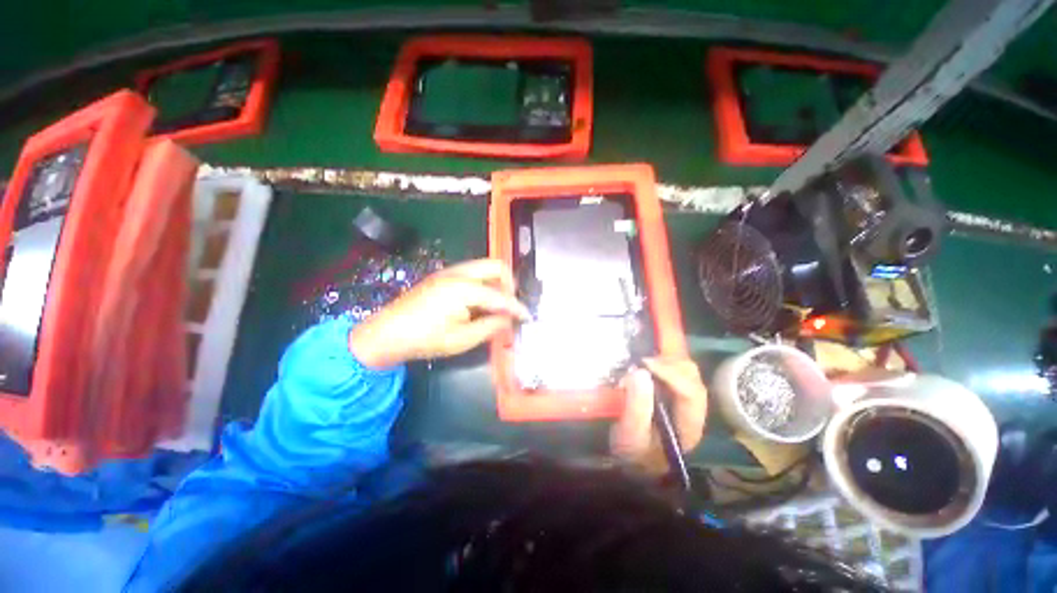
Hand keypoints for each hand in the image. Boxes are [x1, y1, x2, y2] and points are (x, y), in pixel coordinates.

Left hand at [350, 259, 529, 368]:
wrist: (387, 333)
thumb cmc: (425, 339)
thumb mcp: (462, 339)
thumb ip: (491, 326)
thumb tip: (509, 319)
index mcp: (464, 289)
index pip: (500, 296)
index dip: (517, 307)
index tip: (527, 317)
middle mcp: (459, 273)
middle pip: (496, 266)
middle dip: (509, 285)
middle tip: (510, 305)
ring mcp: (450, 271)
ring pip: (485, 267)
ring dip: (496, 283)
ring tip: (497, 306)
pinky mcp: (444, 275)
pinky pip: (474, 272)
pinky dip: (484, 283)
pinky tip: (479, 302)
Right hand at [610, 357, 708, 472]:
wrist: (633, 460)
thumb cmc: (634, 451)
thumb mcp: (631, 435)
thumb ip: (637, 407)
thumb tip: (639, 372)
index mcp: (689, 424)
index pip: (691, 393)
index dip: (671, 374)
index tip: (644, 364)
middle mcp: (692, 408)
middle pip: (692, 377)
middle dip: (669, 364)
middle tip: (641, 362)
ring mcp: (683, 397)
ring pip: (684, 370)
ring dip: (664, 361)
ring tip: (640, 363)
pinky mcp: (671, 390)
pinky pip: (672, 369)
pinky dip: (659, 362)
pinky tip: (644, 363)